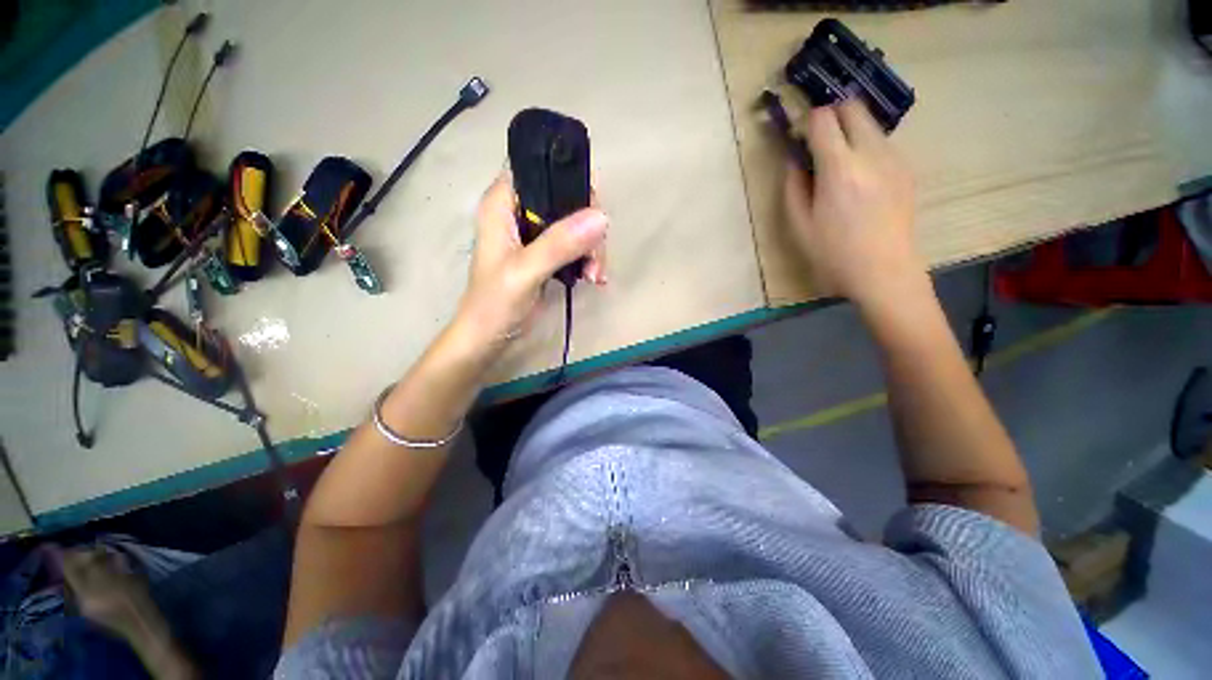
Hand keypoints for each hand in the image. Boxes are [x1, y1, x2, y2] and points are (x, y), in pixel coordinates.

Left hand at [453, 172, 607, 350]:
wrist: (489, 337)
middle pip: (567, 197)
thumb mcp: (524, 272)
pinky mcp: (547, 253)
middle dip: (588, 225)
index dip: (571, 180)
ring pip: (576, 222)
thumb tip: (602, 218)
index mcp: (503, 202)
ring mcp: (535, 233)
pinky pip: (577, 244)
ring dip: (592, 248)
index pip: (541, 169)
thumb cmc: (494, 303)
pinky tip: (593, 278)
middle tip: (595, 256)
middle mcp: (520, 210)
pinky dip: (588, 259)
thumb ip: (559, 244)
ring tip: (594, 275)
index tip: (594, 211)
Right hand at [783, 99, 919, 306]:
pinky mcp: (906, 169)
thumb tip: (794, 159)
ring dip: (849, 131)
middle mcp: (871, 154)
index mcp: (839, 169)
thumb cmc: (834, 254)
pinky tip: (859, 180)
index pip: (823, 118)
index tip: (798, 138)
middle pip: (852, 107)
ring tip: (837, 165)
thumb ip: (793, 186)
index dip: (807, 121)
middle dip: (831, 114)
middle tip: (817, 141)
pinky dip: (865, 148)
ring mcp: (894, 159)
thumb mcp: (799, 225)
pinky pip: (881, 143)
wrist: (885, 271)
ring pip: (869, 123)